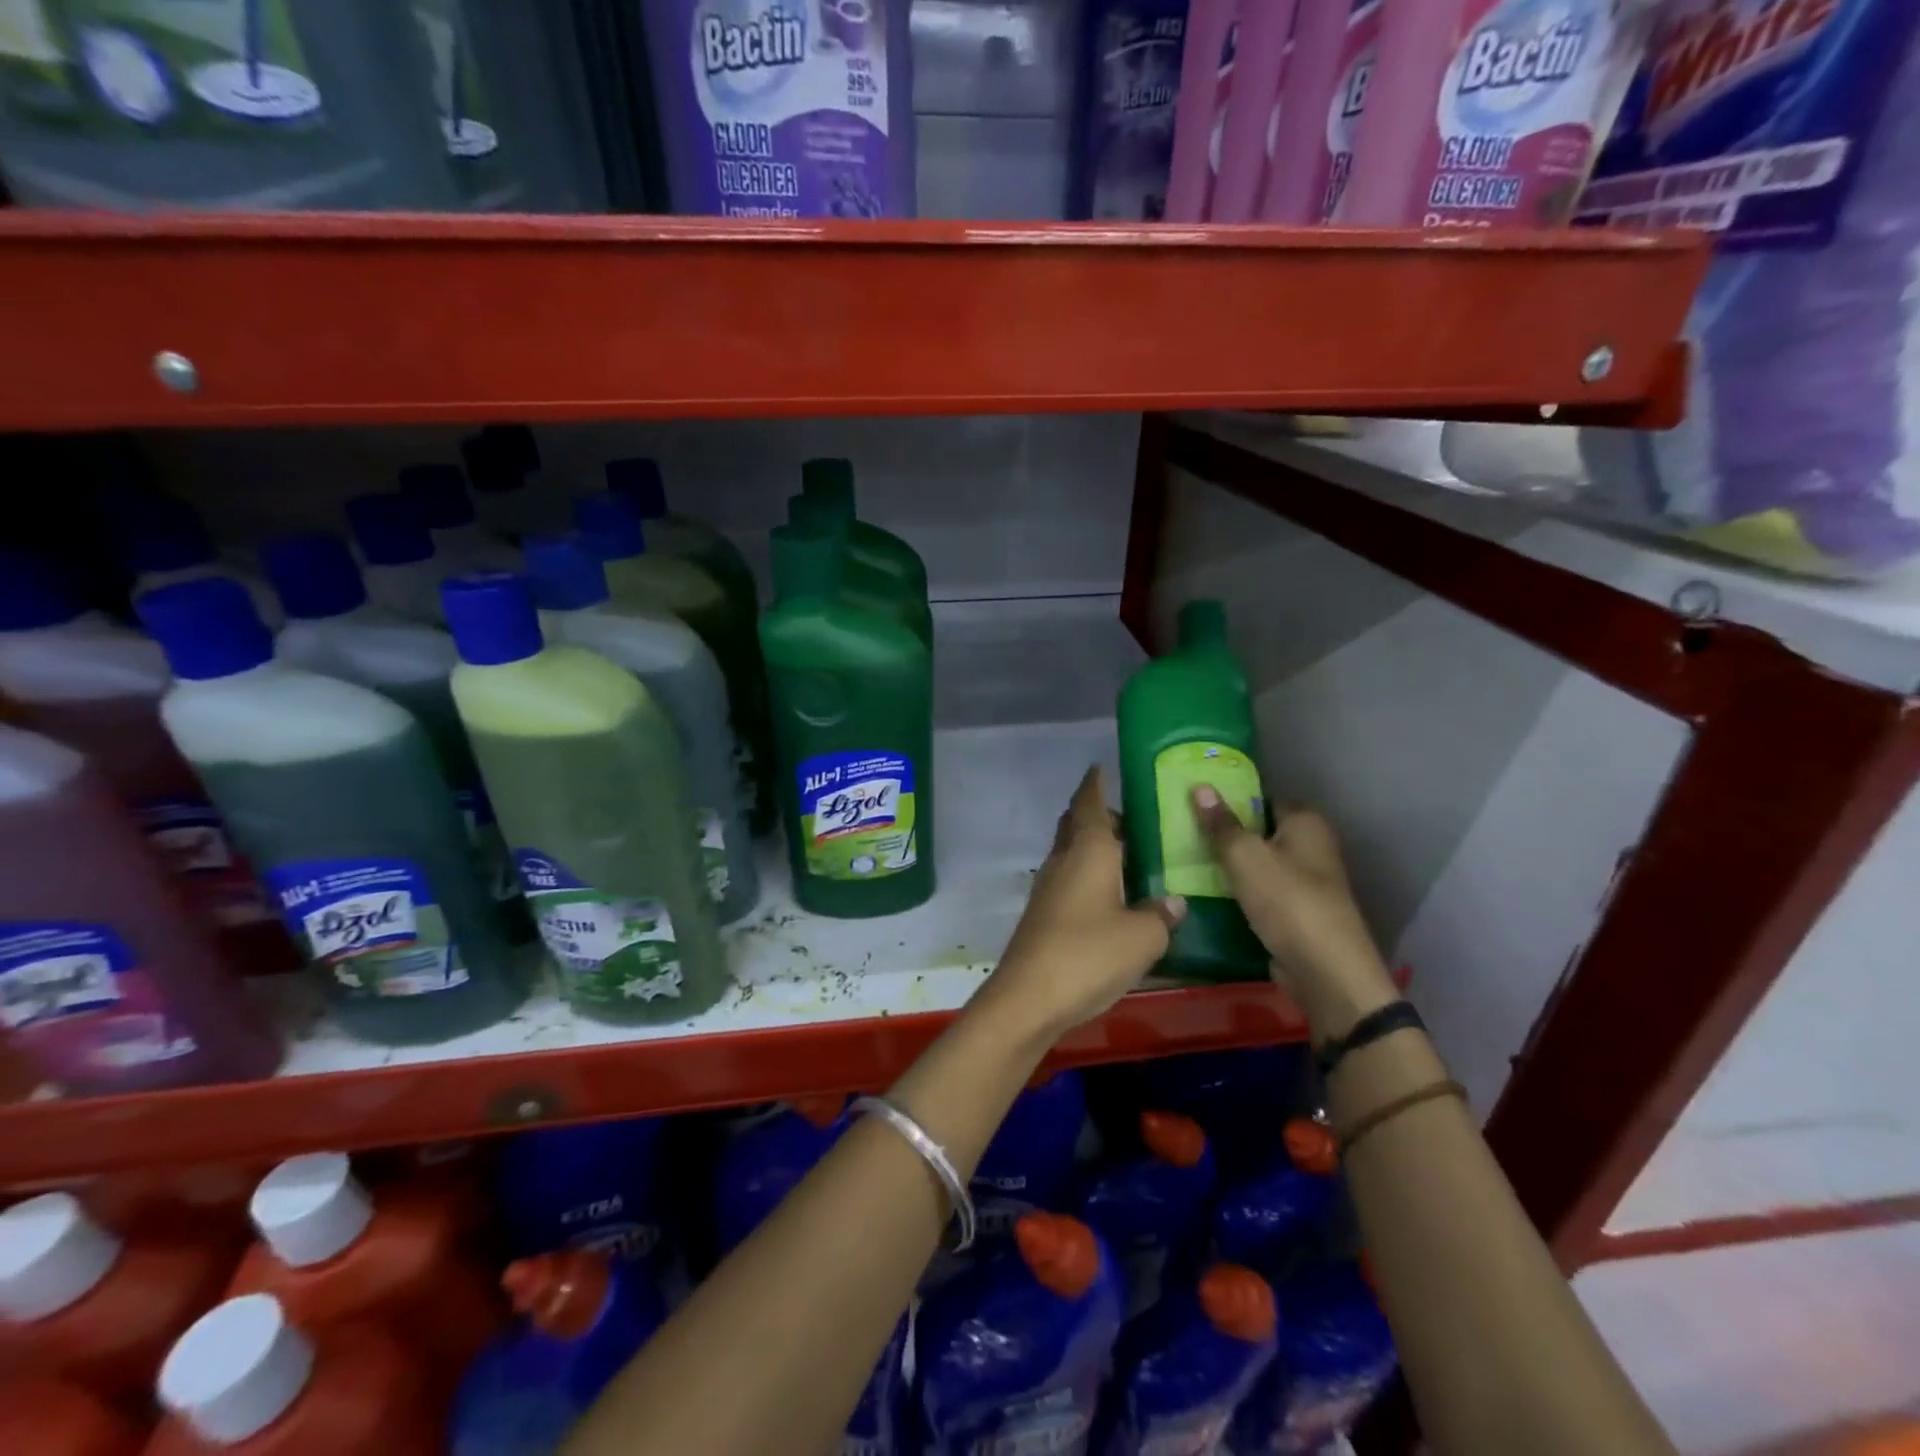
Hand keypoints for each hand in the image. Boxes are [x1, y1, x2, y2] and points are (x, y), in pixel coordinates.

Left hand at [979, 766, 1185, 1042]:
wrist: (1029, 997)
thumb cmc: (1089, 954)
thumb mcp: (1142, 937)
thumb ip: (1161, 914)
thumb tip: (1173, 901)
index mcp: (1088, 850)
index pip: (1089, 803)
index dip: (1095, 783)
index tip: (1102, 768)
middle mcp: (1064, 861)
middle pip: (1077, 825)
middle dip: (1100, 816)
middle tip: (1135, 821)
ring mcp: (1048, 888)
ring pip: (1072, 853)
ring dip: (1095, 848)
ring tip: (1131, 858)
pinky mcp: (1043, 915)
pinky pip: (1070, 880)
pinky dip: (1090, 876)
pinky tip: (1112, 898)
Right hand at [1191, 786, 1397, 1040]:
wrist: (1324, 972)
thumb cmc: (1288, 901)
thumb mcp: (1245, 856)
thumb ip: (1220, 823)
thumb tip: (1200, 786)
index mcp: (1306, 822)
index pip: (1263, 797)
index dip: (1231, 797)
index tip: (1194, 801)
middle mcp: (1311, 846)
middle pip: (1259, 830)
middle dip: (1225, 832)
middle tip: (1181, 829)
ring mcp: (1305, 882)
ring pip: (1257, 863)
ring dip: (1228, 864)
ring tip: (1184, 858)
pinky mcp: (1295, 912)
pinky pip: (1259, 892)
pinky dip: (1237, 891)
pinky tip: (1205, 892)